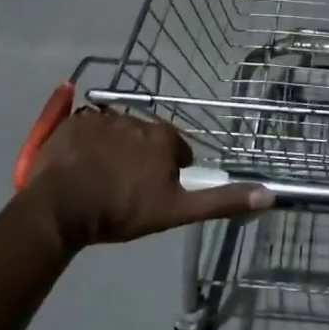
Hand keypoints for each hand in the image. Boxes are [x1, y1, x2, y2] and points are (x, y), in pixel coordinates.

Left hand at [21, 107, 269, 250]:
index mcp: (162, 138)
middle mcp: (135, 119)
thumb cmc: (121, 211)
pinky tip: (79, 167)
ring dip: (114, 151)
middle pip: (146, 139)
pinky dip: (87, 144)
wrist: (60, 210)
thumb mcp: (176, 211)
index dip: (169, 172)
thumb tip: (268, 194)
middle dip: (141, 159)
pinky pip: (86, 129)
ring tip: (100, 180)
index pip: (176, 150)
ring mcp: (100, 118)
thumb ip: (220, 200)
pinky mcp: (71, 122)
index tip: (154, 193)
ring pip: (117, 133)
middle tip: (126, 190)